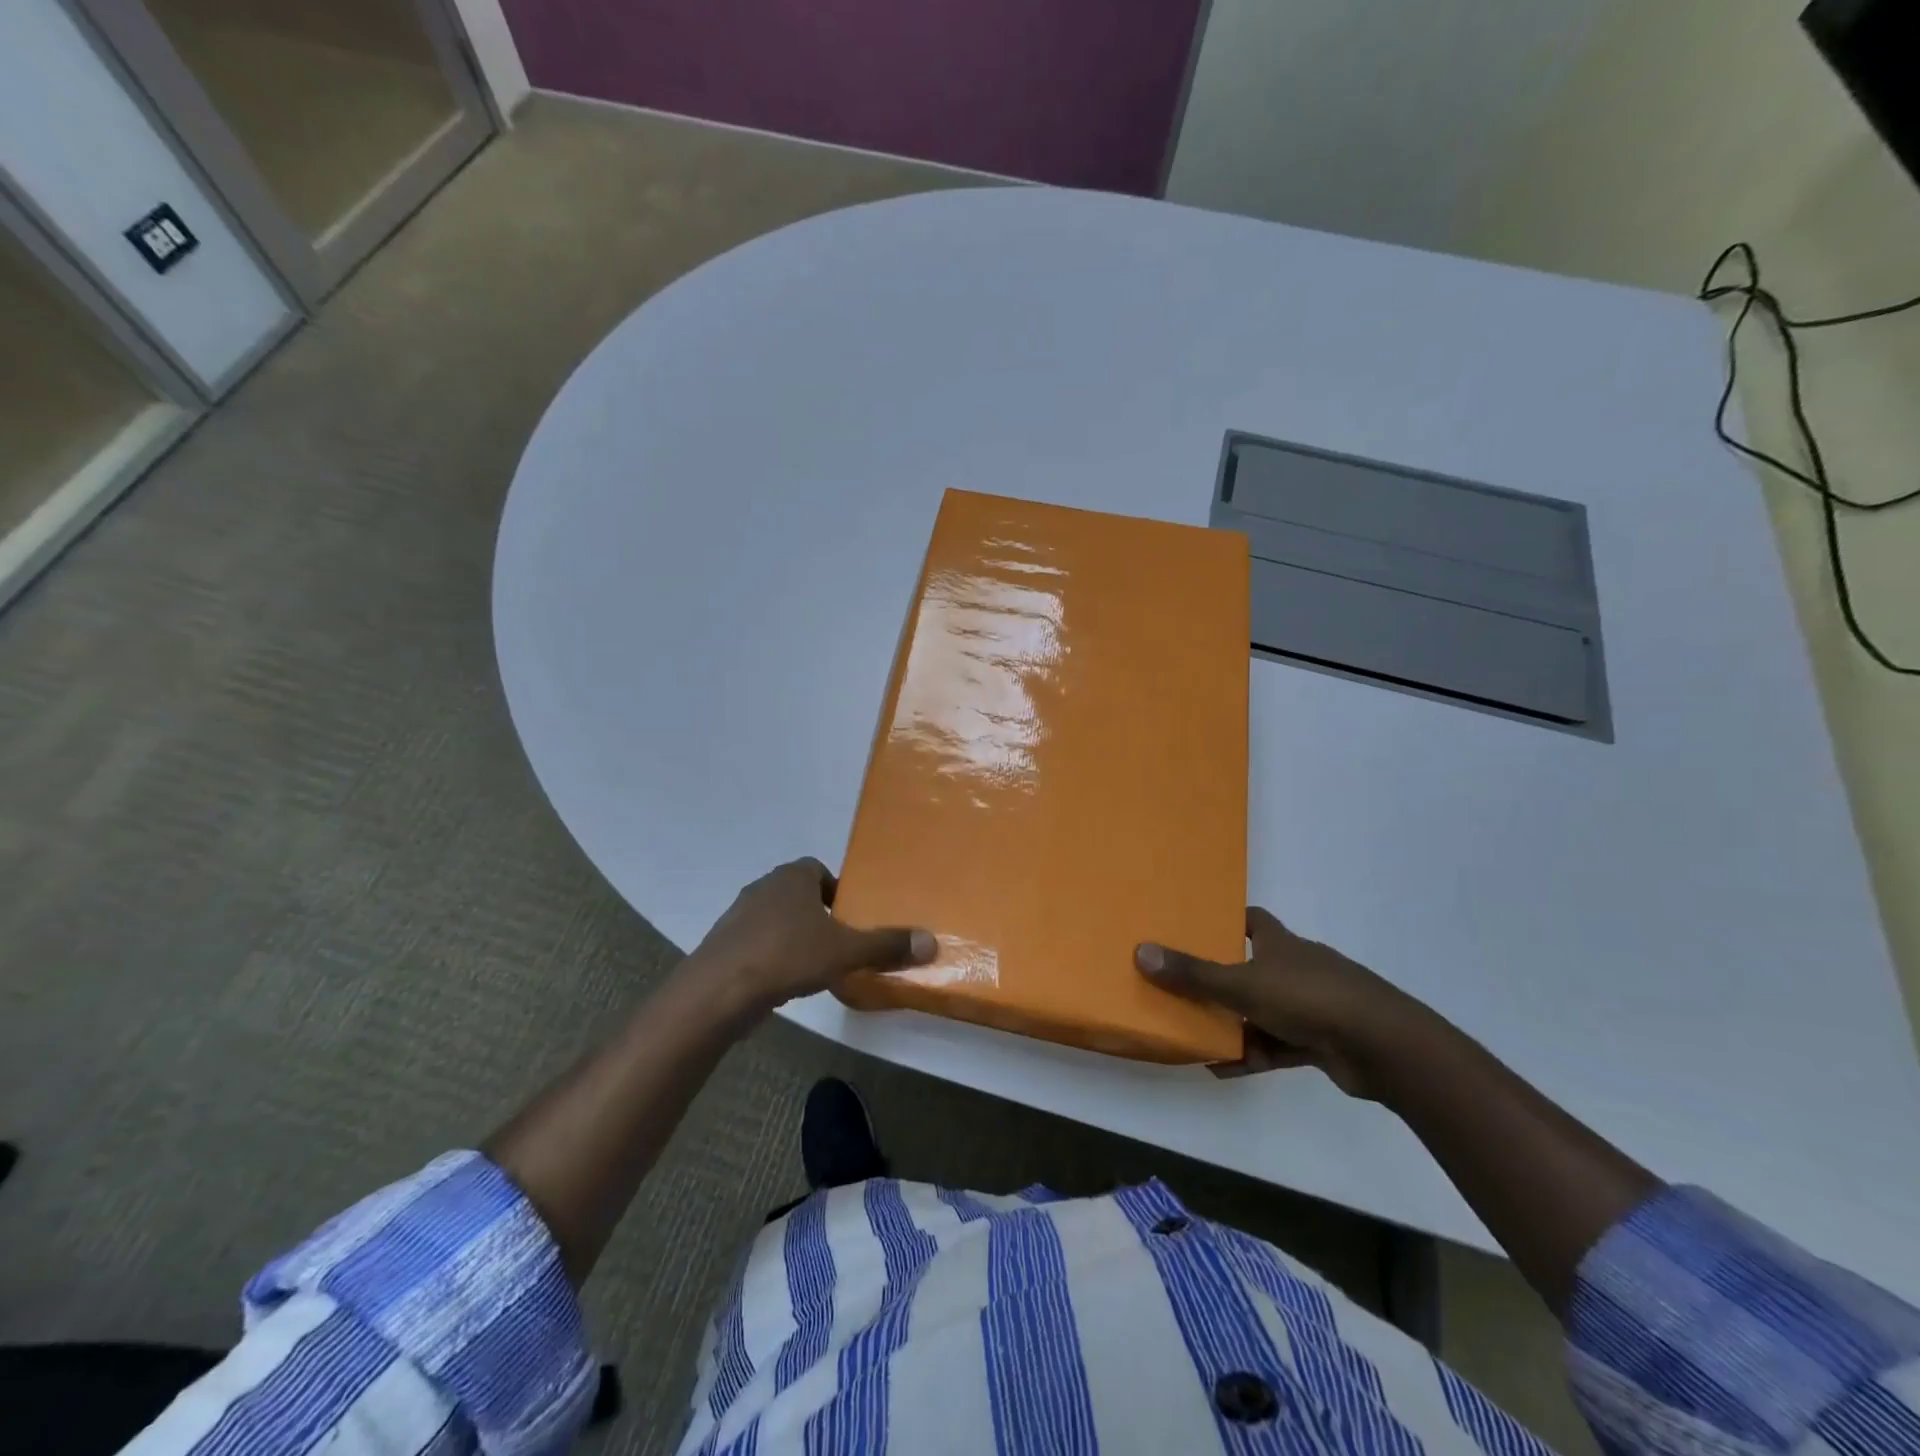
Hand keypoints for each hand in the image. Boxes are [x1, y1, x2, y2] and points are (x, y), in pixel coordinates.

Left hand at [689, 858, 935, 1014]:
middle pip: (799, 895)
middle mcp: (763, 888)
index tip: (851, 918)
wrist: (717, 991)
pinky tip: (785, 983)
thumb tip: (932, 942)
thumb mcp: (845, 952)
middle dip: (819, 916)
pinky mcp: (724, 946)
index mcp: (792, 877)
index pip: (819, 870)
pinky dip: (773, 957)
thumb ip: (886, 945)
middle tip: (840, 943)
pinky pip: (757, 944)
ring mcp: (739, 917)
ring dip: (795, 937)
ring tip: (815, 966)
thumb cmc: (786, 956)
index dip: (838, 891)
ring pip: (777, 920)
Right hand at [1135, 908, 1426, 1097]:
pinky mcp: (1322, 1041)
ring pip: (1262, 1009)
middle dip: (1220, 978)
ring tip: (1194, 1032)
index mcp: (1281, 944)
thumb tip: (1141, 951)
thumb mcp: (1242, 984)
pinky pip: (1277, 1045)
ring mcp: (1312, 1005)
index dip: (1226, 921)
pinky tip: (1222, 1068)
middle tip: (1182, 985)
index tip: (1196, 928)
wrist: (1383, 1046)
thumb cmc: (1309, 998)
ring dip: (1233, 1022)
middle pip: (1253, 966)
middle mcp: (1296, 968)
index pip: (1252, 921)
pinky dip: (1252, 1053)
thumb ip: (1193, 973)